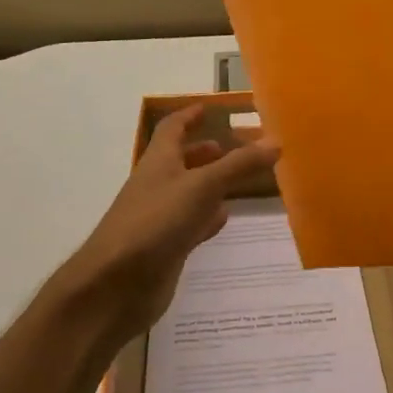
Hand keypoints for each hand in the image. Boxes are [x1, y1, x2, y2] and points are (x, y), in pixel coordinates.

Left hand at [61, 106, 279, 343]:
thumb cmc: (155, 223)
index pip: (172, 128)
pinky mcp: (166, 247)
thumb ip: (239, 165)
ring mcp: (160, 218)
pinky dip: (208, 218)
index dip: (189, 115)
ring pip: (189, 193)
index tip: (209, 108)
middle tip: (234, 146)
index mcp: (159, 162)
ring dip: (210, 184)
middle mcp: (157, 185)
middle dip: (204, 151)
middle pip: (181, 160)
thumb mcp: (201, 187)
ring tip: (239, 180)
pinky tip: (224, 218)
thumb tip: (275, 140)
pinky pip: (191, 224)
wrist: (116, 285)